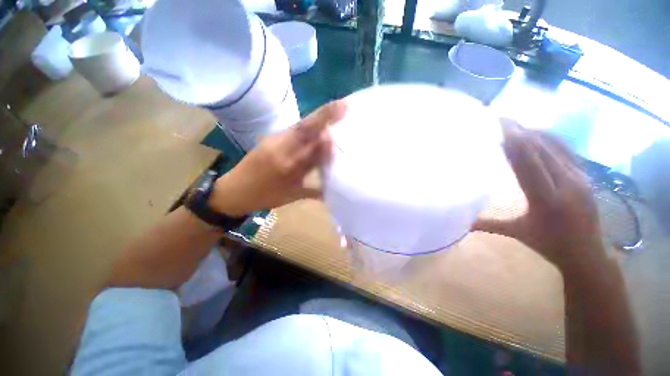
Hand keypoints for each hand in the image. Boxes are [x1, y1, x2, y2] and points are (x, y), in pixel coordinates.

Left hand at [210, 100, 346, 216]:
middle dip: (325, 116)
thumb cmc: (265, 197)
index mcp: (289, 168)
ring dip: (317, 116)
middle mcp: (283, 151)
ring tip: (334, 108)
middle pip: (306, 130)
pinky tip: (317, 120)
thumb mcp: (292, 197)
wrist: (234, 190)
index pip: (313, 151)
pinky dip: (307, 124)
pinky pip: (292, 129)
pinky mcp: (270, 138)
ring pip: (299, 127)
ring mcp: (274, 141)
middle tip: (343, 104)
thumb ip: (313, 191)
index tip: (343, 132)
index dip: (329, 139)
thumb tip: (332, 188)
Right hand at [472, 119, 605, 270]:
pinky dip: (549, 137)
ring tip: (515, 122)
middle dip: (520, 131)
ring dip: (533, 131)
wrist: (588, 253)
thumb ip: (488, 224)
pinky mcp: (585, 175)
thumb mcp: (518, 233)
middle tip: (501, 118)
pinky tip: (536, 132)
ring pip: (554, 146)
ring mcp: (579, 177)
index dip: (514, 142)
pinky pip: (566, 149)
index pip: (528, 163)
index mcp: (546, 200)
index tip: (500, 126)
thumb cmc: (549, 245)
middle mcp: (566, 184)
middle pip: (540, 149)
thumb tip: (461, 222)